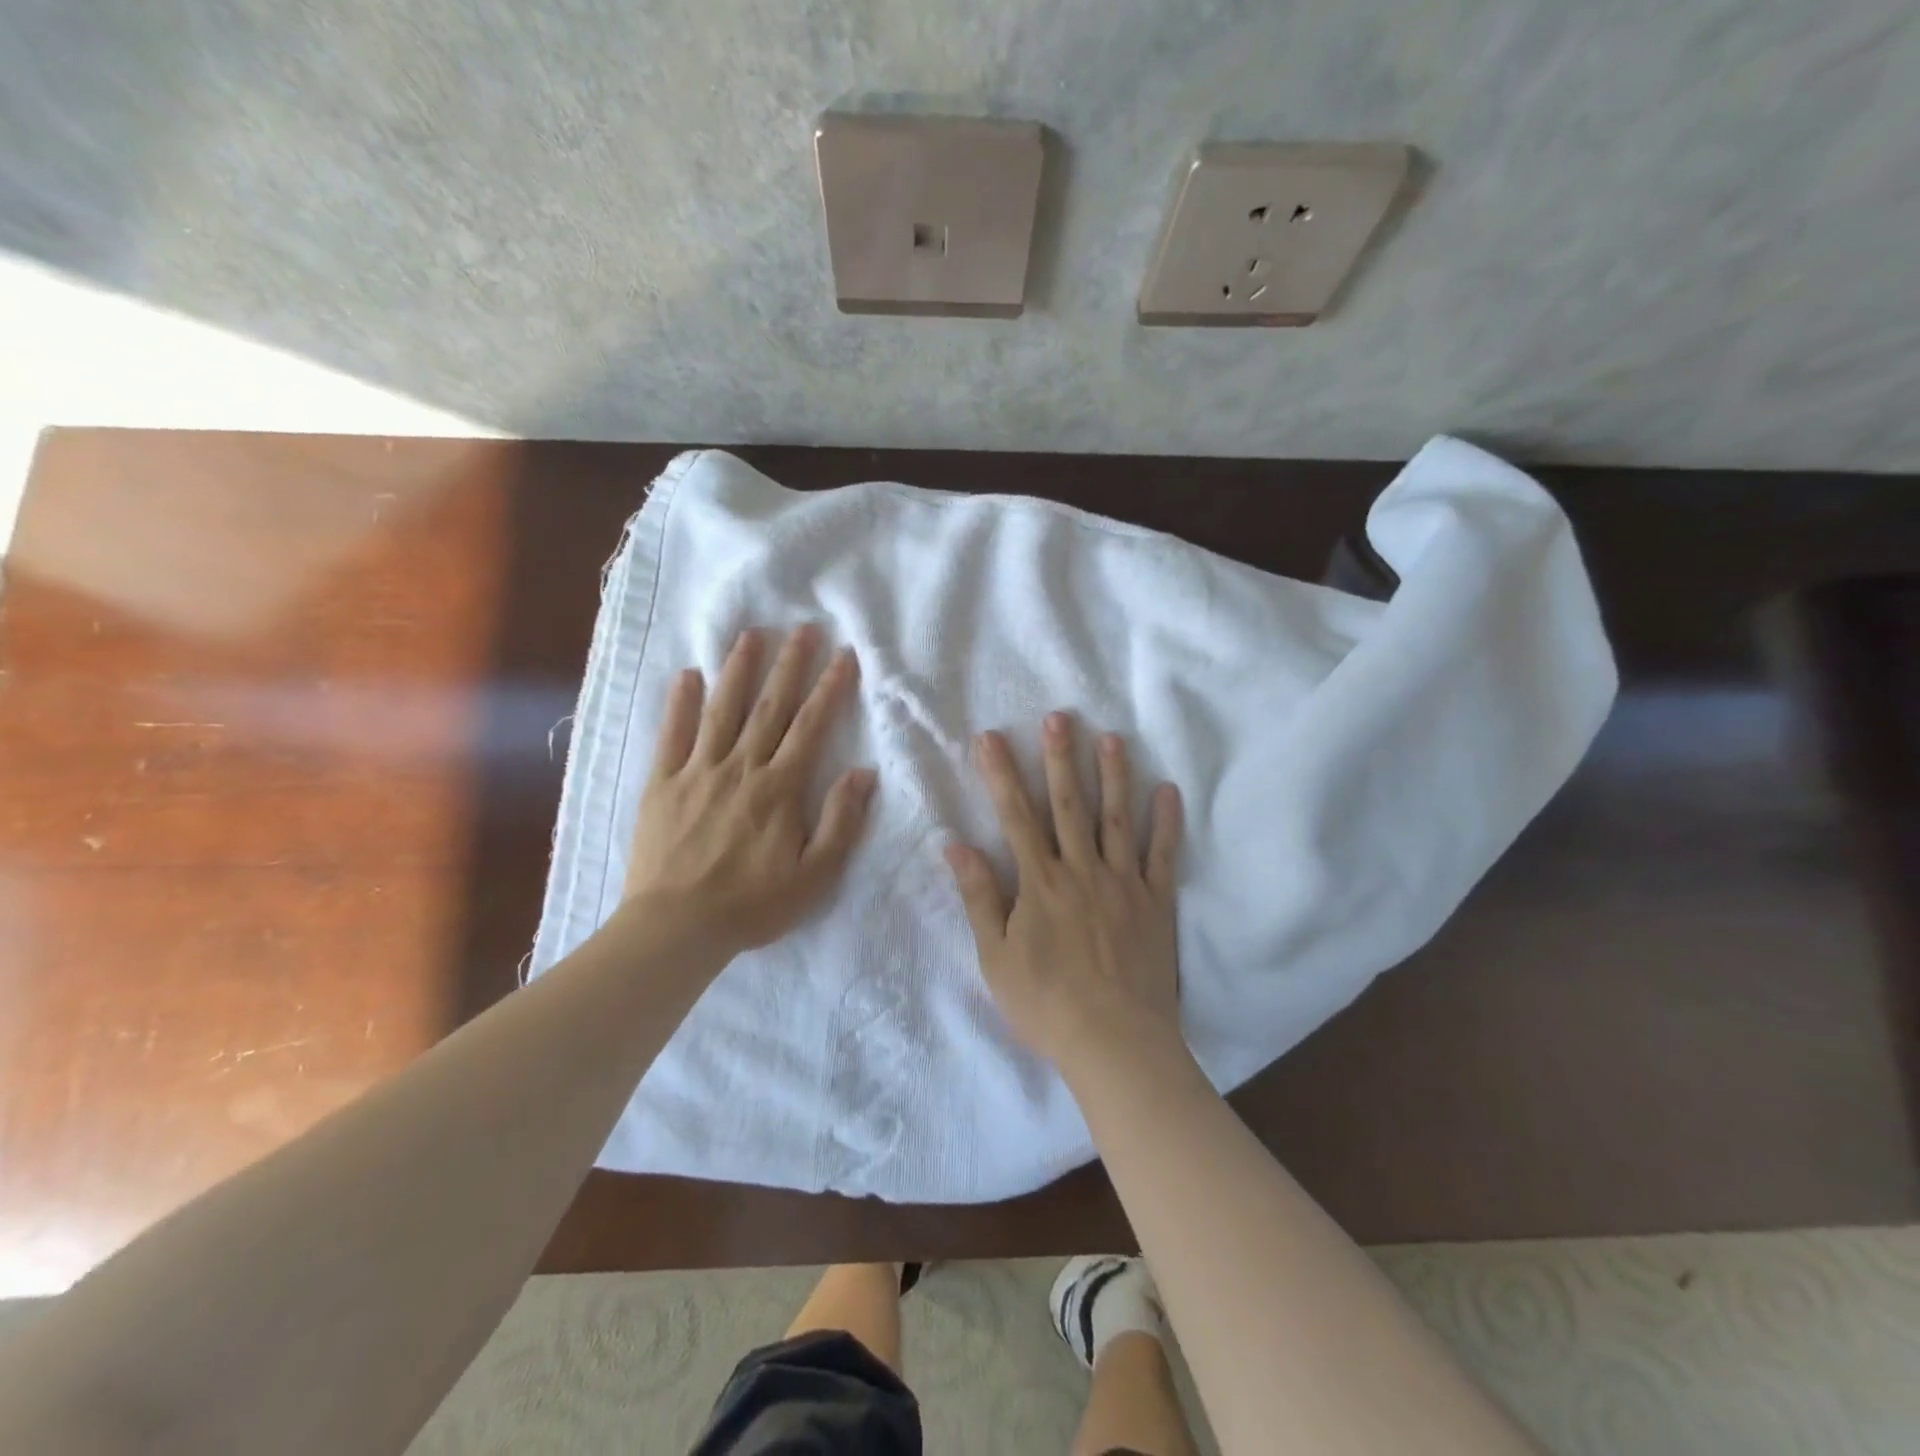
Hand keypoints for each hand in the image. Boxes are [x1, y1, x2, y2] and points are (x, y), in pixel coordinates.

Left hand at [621, 625, 876, 958]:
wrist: (676, 928)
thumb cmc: (753, 905)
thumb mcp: (815, 875)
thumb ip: (841, 821)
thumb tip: (863, 773)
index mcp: (779, 788)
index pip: (811, 726)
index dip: (830, 688)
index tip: (844, 655)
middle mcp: (741, 768)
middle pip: (770, 707)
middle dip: (790, 665)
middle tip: (803, 628)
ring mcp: (697, 771)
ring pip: (722, 710)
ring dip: (739, 670)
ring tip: (752, 635)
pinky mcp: (662, 784)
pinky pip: (672, 735)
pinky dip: (680, 703)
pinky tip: (687, 675)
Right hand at [945, 713, 1183, 1070]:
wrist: (1115, 1043)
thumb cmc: (1046, 1003)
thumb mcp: (996, 956)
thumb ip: (980, 897)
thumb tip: (955, 845)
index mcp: (1040, 883)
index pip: (1016, 817)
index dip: (1002, 775)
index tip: (992, 737)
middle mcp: (1081, 871)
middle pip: (1069, 805)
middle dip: (1060, 758)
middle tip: (1059, 716)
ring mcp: (1123, 883)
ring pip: (1116, 819)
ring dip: (1113, 775)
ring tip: (1111, 737)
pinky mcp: (1155, 902)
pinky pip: (1162, 856)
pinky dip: (1166, 823)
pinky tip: (1168, 790)